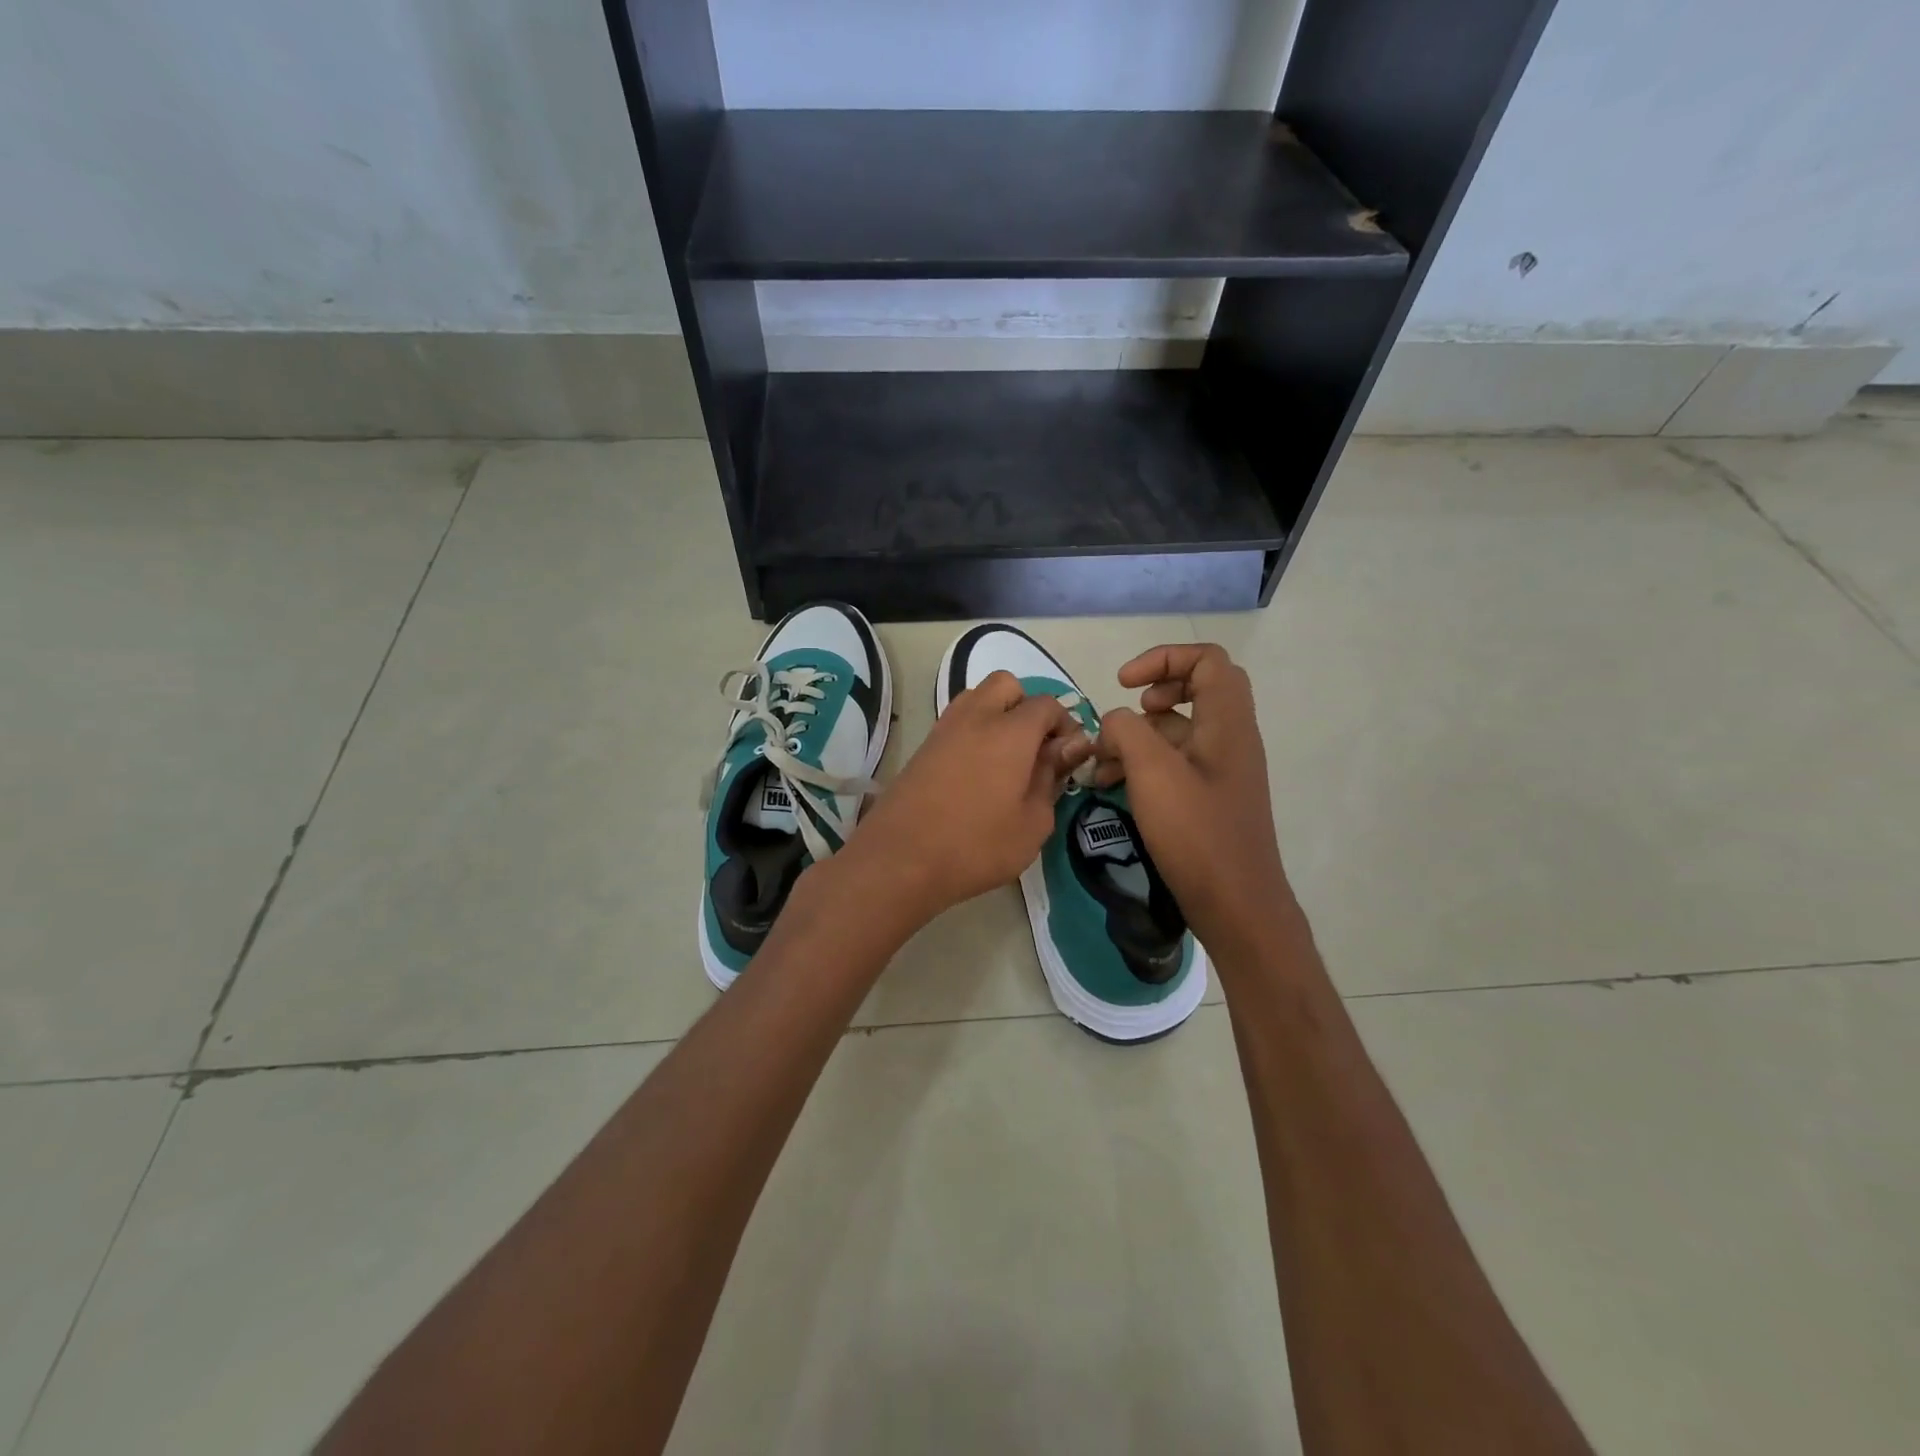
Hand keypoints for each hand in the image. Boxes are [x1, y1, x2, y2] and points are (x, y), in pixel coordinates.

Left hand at [845, 670, 1091, 925]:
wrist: (899, 860)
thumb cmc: (976, 846)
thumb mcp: (1032, 824)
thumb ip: (1051, 779)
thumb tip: (1063, 751)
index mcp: (1010, 731)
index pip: (1047, 704)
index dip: (1065, 726)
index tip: (1068, 759)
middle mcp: (976, 717)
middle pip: (1007, 685)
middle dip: (1027, 708)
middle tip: (1034, 750)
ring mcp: (944, 729)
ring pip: (977, 698)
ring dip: (997, 715)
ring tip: (1005, 760)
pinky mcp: (923, 747)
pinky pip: (956, 722)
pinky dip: (973, 732)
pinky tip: (977, 772)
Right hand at [1092, 644, 1292, 953]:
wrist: (1237, 906)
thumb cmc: (1197, 835)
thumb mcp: (1153, 774)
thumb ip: (1127, 731)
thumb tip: (1114, 721)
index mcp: (1227, 723)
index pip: (1206, 660)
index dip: (1163, 659)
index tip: (1123, 684)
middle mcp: (1231, 739)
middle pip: (1197, 689)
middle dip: (1153, 694)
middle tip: (1126, 715)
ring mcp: (1222, 770)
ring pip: (1180, 730)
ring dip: (1138, 737)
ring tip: (1100, 764)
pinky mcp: (1210, 798)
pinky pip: (1176, 763)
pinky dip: (1144, 764)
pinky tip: (1113, 786)